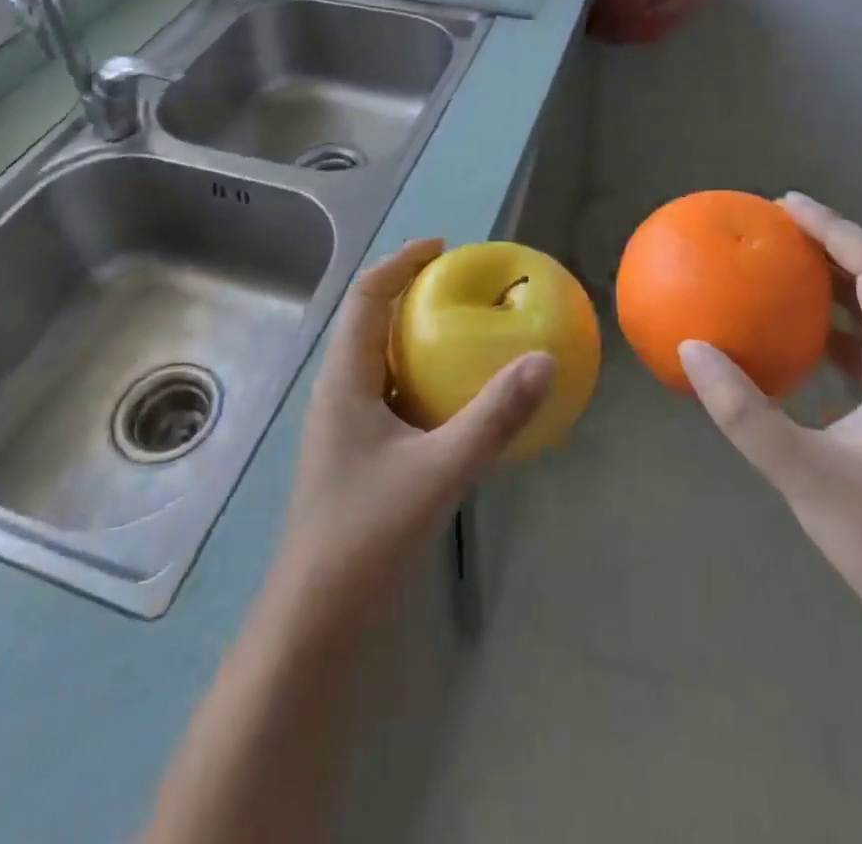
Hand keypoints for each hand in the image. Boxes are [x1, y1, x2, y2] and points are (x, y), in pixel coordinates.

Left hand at [273, 239, 554, 619]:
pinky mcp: (356, 449)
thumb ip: (494, 417)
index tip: (442, 247)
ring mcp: (343, 422)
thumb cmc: (368, 532)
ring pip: (378, 357)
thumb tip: (544, 361)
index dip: (400, 262)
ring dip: (414, 333)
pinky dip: (418, 374)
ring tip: (462, 328)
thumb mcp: (440, 470)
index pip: (365, 296)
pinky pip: (388, 390)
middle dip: (411, 292)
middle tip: (461, 284)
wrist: (317, 614)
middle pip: (369, 319)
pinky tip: (453, 396)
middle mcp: (338, 389)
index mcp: (344, 379)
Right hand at [679, 193, 861, 641]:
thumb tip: (691, 348)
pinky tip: (800, 339)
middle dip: (837, 245)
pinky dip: (838, 326)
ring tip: (786, 267)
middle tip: (779, 227)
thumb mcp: (803, 475)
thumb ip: (743, 411)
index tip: (787, 205)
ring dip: (840, 283)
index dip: (838, 230)